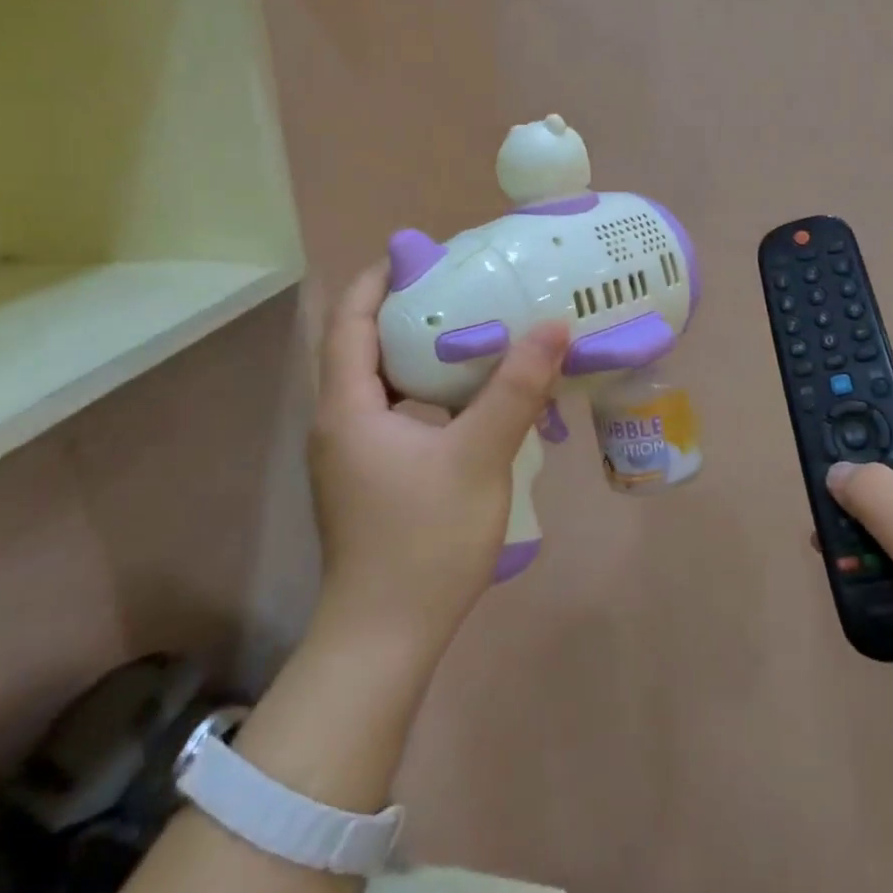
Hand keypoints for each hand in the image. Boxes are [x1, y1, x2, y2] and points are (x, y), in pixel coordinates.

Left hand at [307, 262, 570, 659]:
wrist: (386, 638)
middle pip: (363, 347)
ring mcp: (352, 455)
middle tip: (462, 288)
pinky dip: (426, 391)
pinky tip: (470, 397)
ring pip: (382, 384)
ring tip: (473, 331)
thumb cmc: (424, 540)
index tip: (421, 254)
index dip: (377, 280)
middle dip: (406, 311)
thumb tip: (553, 326)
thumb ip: (515, 388)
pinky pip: (394, 414)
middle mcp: (339, 423)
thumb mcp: (478, 456)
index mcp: (348, 407)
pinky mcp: (370, 479)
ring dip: (420, 353)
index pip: (349, 322)